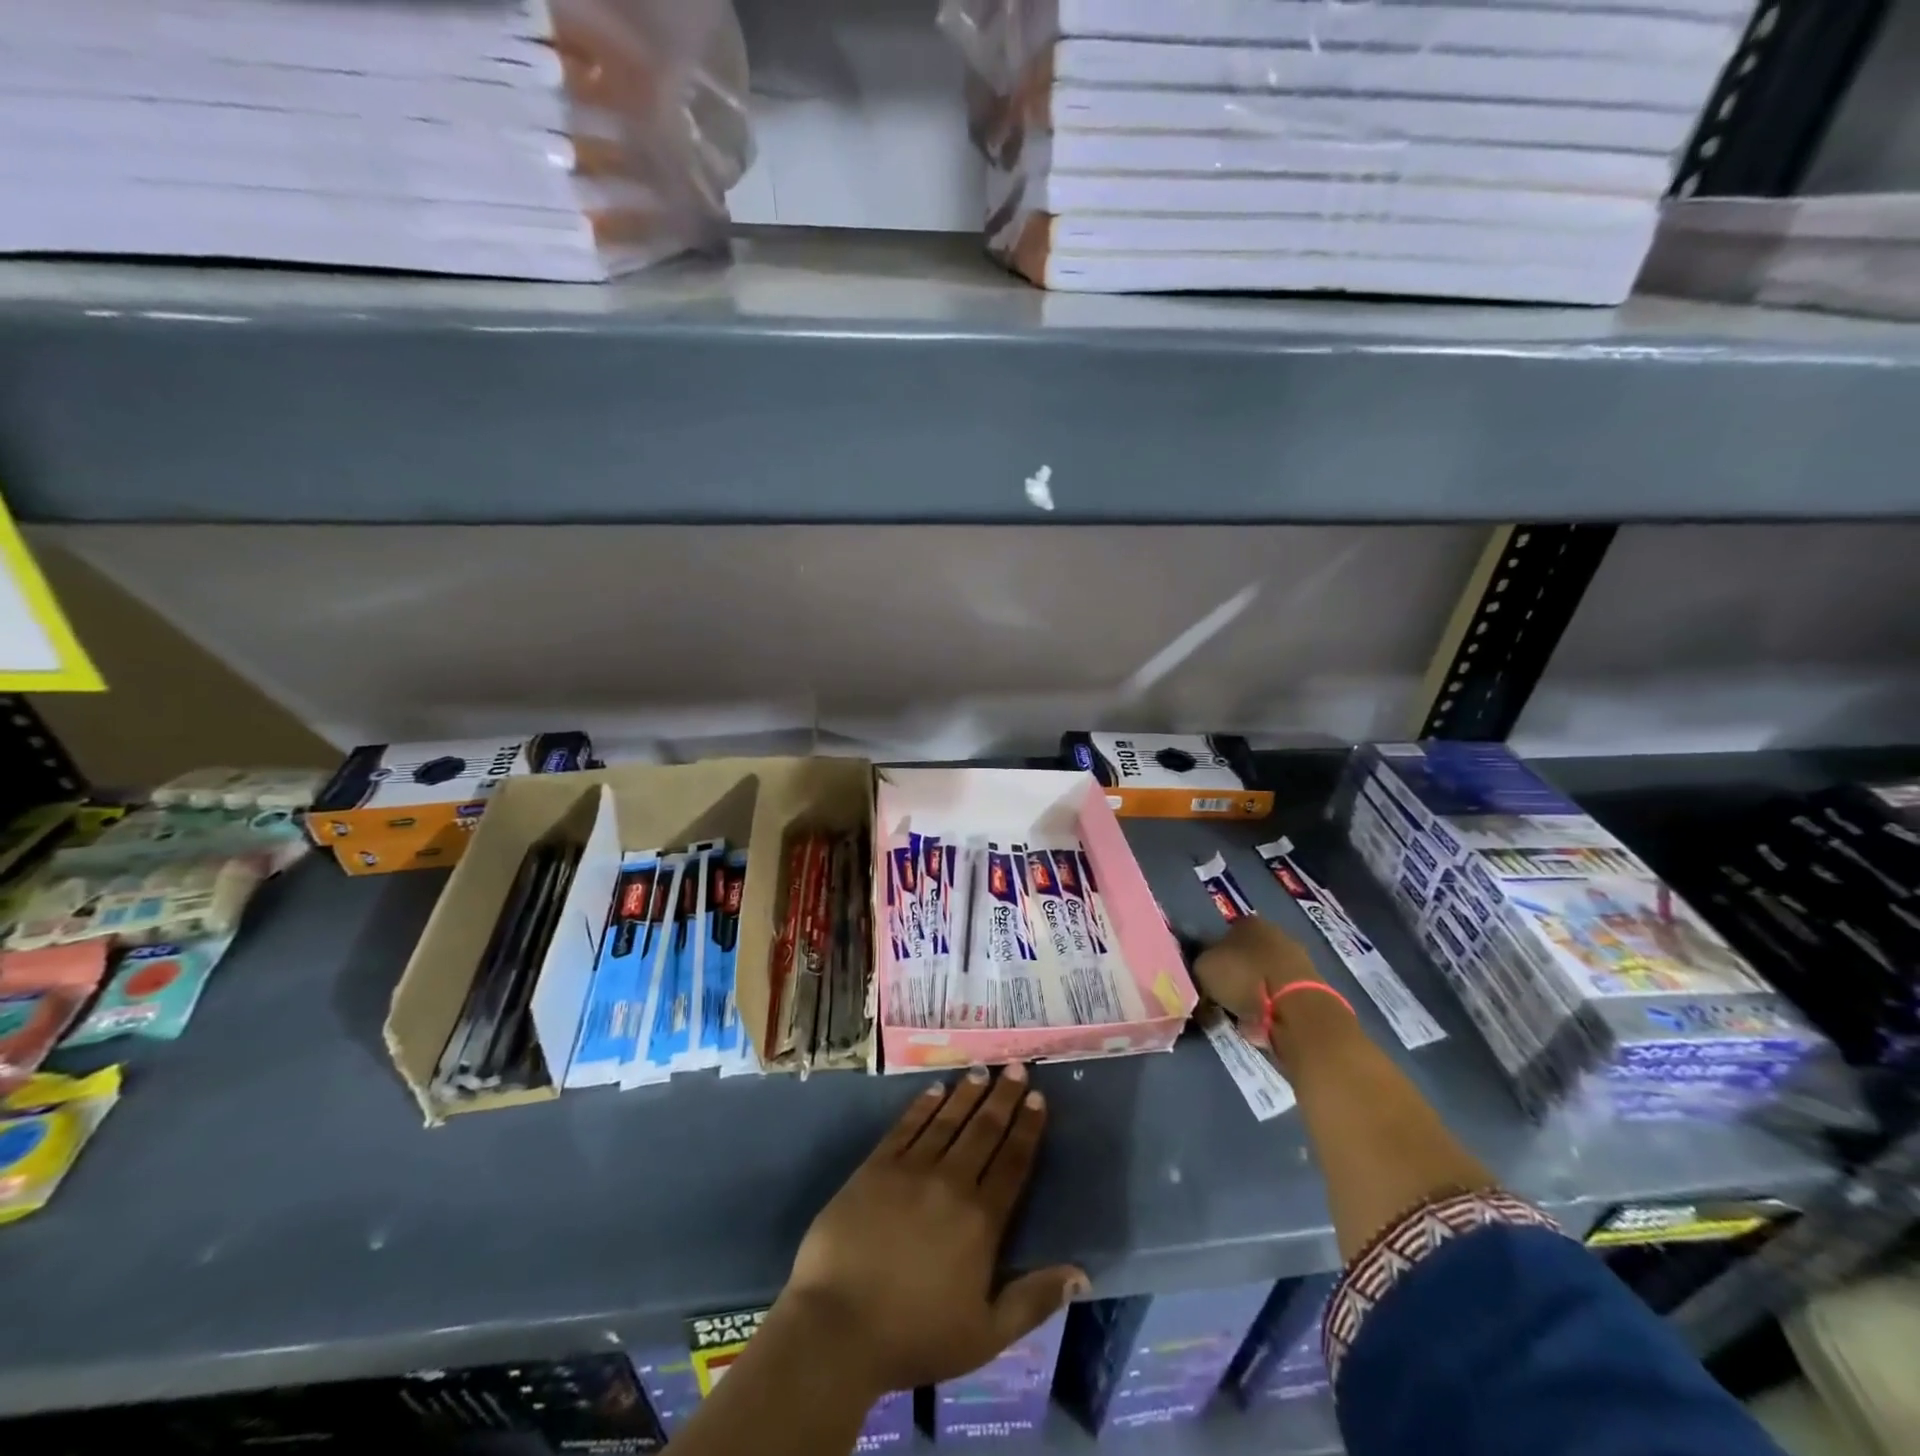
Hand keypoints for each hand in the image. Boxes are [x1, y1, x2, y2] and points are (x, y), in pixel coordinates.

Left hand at [779, 1063, 1087, 1396]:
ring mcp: (910, 1170)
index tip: (1038, 1099)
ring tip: (983, 1070)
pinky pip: (906, 1127)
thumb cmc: (914, 1337)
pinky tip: (935, 1089)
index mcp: (981, 1221)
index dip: (1027, 1129)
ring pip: (947, 1121)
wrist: (838, 1327)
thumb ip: (1033, 1300)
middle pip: (983, 1131)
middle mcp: (951, 1183)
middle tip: (1017, 1068)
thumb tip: (1082, 1274)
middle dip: (1003, 1098)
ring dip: (968, 1094)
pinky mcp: (875, 1167)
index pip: (1012, 1163)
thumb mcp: (986, 1336)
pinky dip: (923, 1106)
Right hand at [1193, 916, 1322, 1027]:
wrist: (1296, 1010)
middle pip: (1245, 954)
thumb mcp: (1203, 967)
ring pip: (1262, 976)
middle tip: (1218, 996)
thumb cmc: (1244, 978)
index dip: (1211, 955)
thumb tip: (1201, 968)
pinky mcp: (1310, 989)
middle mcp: (1275, 933)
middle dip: (1233, 973)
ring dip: (1250, 992)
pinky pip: (1277, 997)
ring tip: (1237, 1014)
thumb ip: (1199, 964)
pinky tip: (1257, 1023)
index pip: (1223, 933)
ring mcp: (1296, 961)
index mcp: (1248, 921)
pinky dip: (1267, 1008)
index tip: (1204, 976)